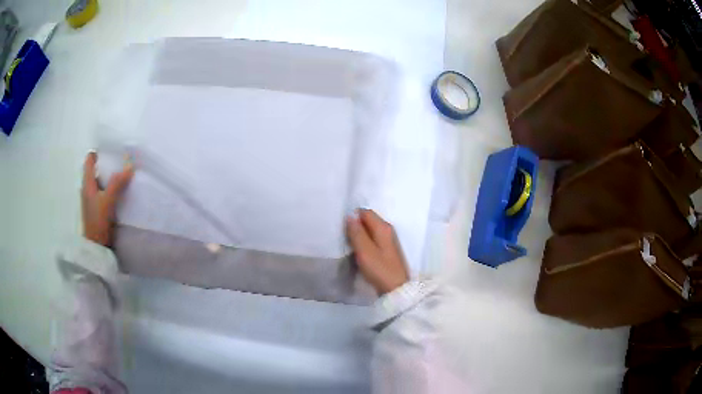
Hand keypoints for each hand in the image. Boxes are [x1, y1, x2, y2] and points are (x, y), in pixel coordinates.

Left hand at [82, 152, 133, 246]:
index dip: (98, 152)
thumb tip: (130, 166)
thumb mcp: (108, 201)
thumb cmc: (98, 221)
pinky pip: (103, 192)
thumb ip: (117, 183)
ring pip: (100, 181)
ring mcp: (91, 199)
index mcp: (87, 183)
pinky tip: (119, 191)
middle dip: (106, 164)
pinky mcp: (97, 208)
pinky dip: (110, 188)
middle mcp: (87, 188)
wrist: (96, 246)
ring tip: (122, 173)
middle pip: (95, 170)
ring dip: (109, 177)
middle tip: (120, 160)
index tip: (110, 149)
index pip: (89, 160)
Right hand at [346, 209, 408, 294]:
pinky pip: (373, 239)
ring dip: (359, 235)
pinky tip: (358, 251)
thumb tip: (350, 215)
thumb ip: (356, 232)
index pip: (365, 212)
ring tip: (348, 244)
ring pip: (370, 230)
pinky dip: (365, 242)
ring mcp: (388, 240)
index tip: (341, 227)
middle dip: (355, 225)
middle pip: (368, 220)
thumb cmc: (379, 269)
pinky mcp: (387, 250)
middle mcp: (388, 229)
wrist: (396, 289)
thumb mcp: (364, 251)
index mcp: (383, 227)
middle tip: (342, 236)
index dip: (352, 217)